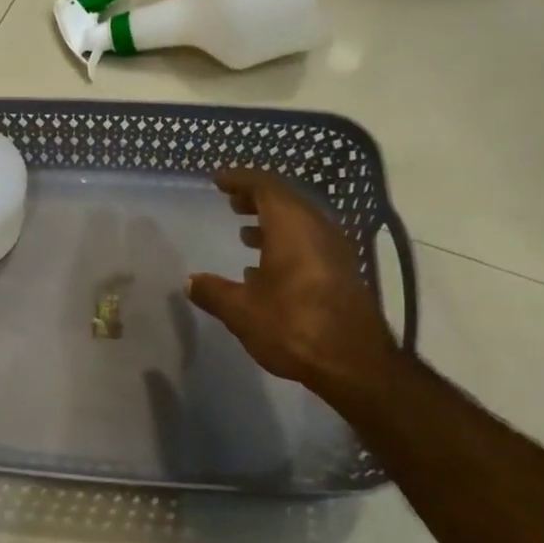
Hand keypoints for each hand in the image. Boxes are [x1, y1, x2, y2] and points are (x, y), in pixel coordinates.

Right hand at [186, 168, 399, 402]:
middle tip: (231, 201)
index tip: (219, 180)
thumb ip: (213, 292)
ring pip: (300, 224)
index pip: (266, 187)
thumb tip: (190, 282)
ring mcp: (334, 252)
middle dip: (256, 199)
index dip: (241, 179)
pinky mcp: (341, 273)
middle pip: (286, 201)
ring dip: (272, 223)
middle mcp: (318, 231)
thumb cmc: (293, 326)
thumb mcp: (242, 311)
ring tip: (244, 232)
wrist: (353, 362)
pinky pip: (310, 244)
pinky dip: (285, 244)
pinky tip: (266, 269)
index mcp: (292, 228)